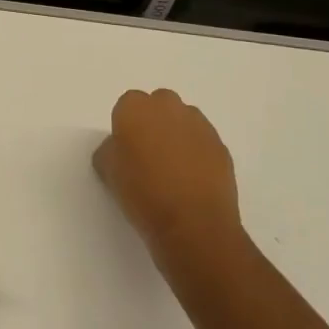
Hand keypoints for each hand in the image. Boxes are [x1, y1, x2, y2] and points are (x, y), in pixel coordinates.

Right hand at [92, 88, 244, 274]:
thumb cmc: (141, 193)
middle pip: (159, 104)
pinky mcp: (221, 146)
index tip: (126, 149)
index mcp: (135, 108)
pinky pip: (203, 141)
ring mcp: (199, 125)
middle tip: (148, 154)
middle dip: (154, 122)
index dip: (126, 126)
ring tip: (173, 168)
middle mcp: (168, 107)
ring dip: (177, 135)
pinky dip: (197, 153)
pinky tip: (191, 179)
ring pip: (184, 120)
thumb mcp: (107, 171)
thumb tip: (121, 148)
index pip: (127, 105)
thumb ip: (110, 150)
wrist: (192, 224)